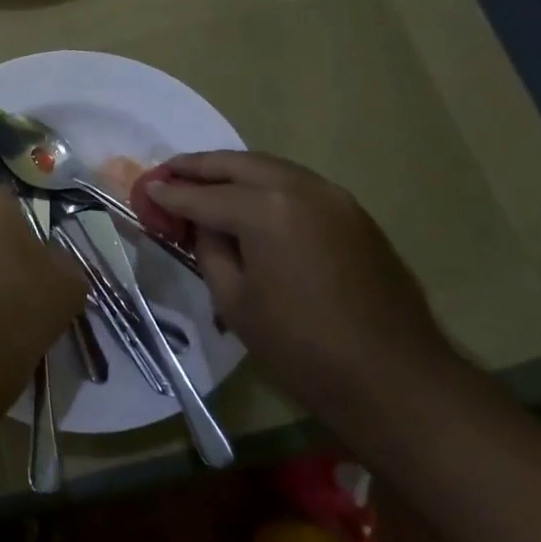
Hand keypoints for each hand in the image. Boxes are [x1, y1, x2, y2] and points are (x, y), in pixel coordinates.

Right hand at [148, 152, 454, 403]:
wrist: (395, 377)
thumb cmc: (302, 347)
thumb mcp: (235, 301)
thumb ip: (210, 249)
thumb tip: (201, 223)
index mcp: (266, 209)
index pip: (203, 194)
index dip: (169, 194)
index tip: (144, 190)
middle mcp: (300, 187)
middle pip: (236, 164)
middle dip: (197, 167)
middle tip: (166, 174)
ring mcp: (332, 196)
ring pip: (269, 167)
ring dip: (231, 170)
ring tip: (201, 182)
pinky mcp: (352, 212)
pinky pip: (295, 184)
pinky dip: (263, 183)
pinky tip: (247, 201)